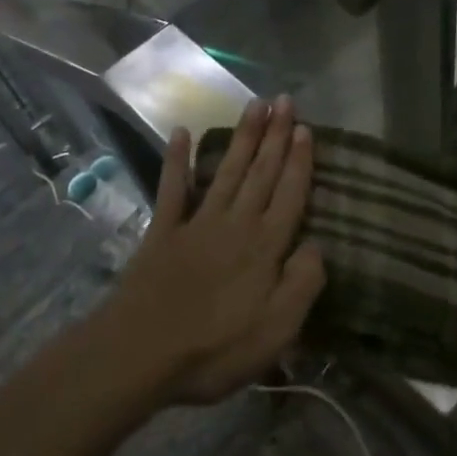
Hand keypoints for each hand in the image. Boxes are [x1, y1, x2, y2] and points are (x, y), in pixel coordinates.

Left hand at [101, 97, 325, 407]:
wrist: (138, 355)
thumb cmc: (215, 349)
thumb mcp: (276, 330)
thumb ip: (303, 284)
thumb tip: (317, 246)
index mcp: (264, 246)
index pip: (289, 194)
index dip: (299, 161)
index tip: (305, 127)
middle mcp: (235, 223)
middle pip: (261, 172)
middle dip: (275, 135)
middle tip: (284, 99)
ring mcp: (197, 223)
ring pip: (227, 171)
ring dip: (242, 137)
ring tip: (254, 104)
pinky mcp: (163, 232)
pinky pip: (173, 189)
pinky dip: (177, 160)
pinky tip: (180, 133)